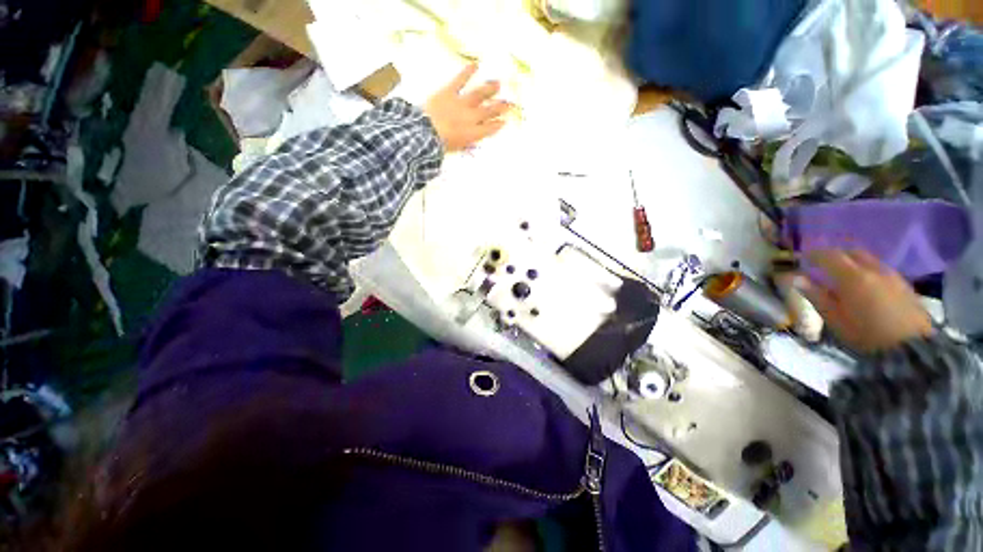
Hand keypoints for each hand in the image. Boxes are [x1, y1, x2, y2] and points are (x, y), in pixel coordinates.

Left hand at [424, 64, 509, 151]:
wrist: (426, 133)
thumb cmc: (440, 145)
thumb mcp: (456, 149)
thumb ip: (465, 145)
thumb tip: (471, 144)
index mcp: (473, 134)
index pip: (489, 129)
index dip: (497, 125)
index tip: (504, 121)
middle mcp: (471, 118)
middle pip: (488, 111)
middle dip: (499, 107)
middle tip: (509, 103)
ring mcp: (461, 104)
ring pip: (479, 95)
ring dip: (489, 89)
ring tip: (498, 83)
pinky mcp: (449, 92)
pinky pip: (460, 80)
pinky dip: (468, 71)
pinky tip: (476, 64)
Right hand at [796, 250, 932, 352]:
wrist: (911, 349)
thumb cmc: (865, 334)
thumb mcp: (833, 317)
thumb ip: (815, 295)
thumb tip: (795, 278)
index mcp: (852, 276)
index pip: (829, 255)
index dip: (814, 254)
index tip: (803, 258)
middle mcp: (873, 269)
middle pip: (852, 252)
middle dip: (836, 255)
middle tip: (823, 264)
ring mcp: (892, 275)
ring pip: (869, 260)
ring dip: (853, 263)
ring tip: (844, 275)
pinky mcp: (904, 285)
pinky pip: (881, 270)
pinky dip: (868, 271)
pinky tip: (866, 285)